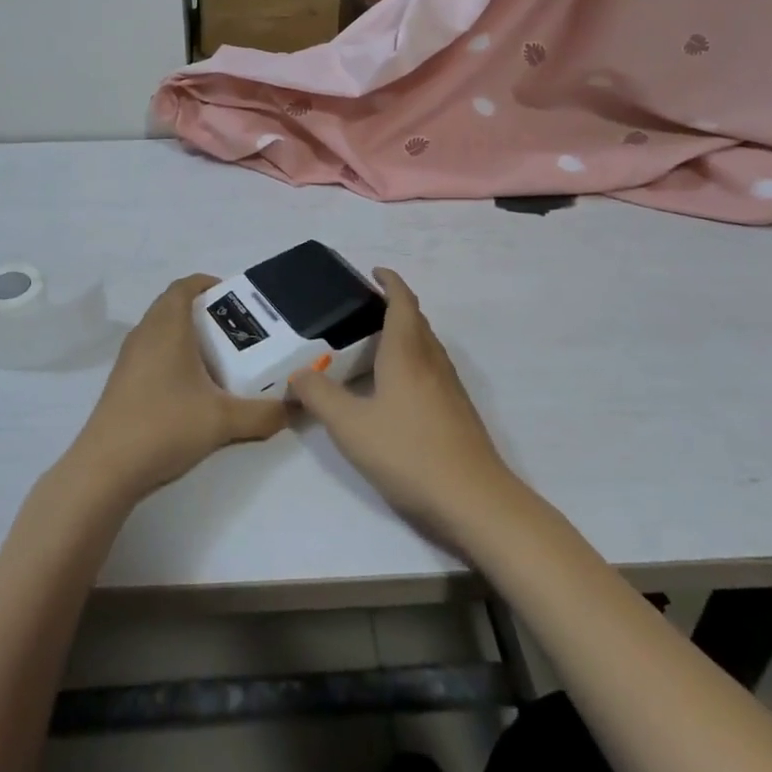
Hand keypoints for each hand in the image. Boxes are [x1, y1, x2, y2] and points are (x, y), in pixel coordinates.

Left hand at [65, 275, 287, 503]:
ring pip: (160, 330)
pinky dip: (172, 356)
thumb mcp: (224, 421)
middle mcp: (145, 334)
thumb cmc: (165, 426)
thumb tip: (297, 408)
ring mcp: (129, 358)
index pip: (185, 286)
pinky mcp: (122, 382)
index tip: (235, 298)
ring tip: (219, 358)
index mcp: (167, 327)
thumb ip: (264, 413)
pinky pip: (151, 352)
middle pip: (173, 306)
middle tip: (235, 330)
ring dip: (187, 335)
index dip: (209, 284)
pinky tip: (192, 388)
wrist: (106, 469)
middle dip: (204, 311)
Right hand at [288, 269, 514, 538]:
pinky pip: (432, 368)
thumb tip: (297, 373)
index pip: (402, 302)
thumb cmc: (409, 453)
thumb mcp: (351, 427)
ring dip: (405, 333)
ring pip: (426, 345)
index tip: (374, 271)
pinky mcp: (457, 411)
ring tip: (375, 343)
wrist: (474, 500)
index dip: (390, 282)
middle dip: (394, 305)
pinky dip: (413, 360)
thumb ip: (320, 397)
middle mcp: (432, 361)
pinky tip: (396, 387)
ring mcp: (450, 387)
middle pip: (416, 320)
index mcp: (407, 353)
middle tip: (363, 308)